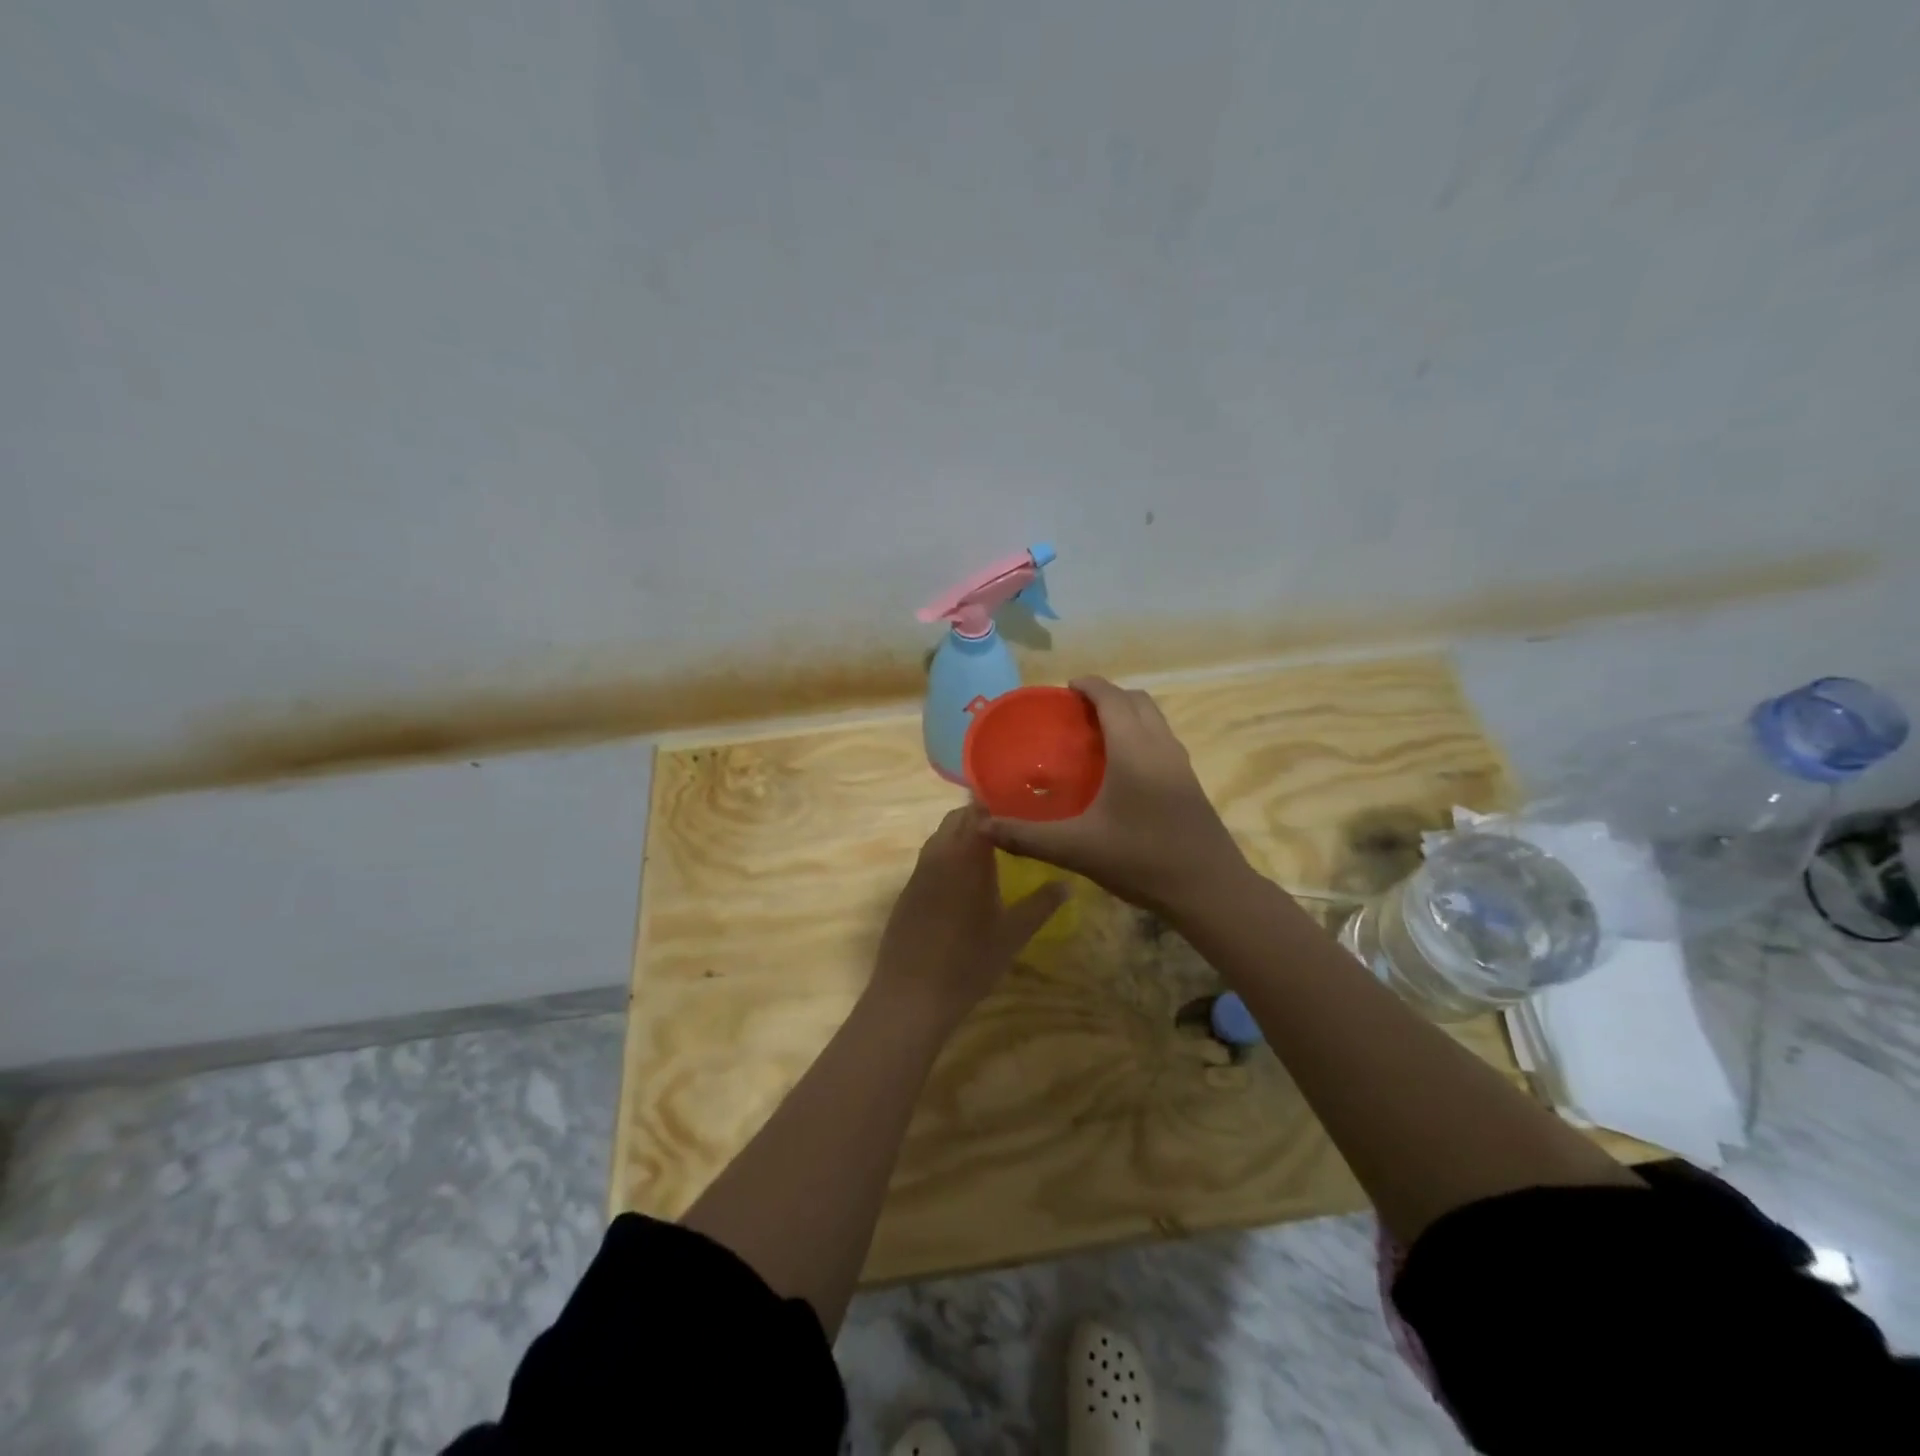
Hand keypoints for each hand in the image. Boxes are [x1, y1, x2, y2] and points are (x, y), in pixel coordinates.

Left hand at [870, 806, 1069, 1030]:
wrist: (911, 995)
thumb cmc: (969, 963)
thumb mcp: (1013, 935)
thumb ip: (1041, 904)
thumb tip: (1068, 883)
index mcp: (966, 857)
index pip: (979, 812)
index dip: (998, 804)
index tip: (1020, 806)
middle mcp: (939, 855)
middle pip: (957, 819)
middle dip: (980, 816)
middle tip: (1010, 827)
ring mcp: (919, 873)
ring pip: (940, 837)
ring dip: (961, 835)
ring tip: (990, 849)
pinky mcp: (907, 891)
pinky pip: (929, 859)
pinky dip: (947, 856)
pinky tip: (963, 879)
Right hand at [983, 677, 1249, 918]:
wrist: (1209, 889)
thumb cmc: (1141, 859)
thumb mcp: (1076, 849)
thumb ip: (1027, 836)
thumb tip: (982, 825)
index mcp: (1133, 748)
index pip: (1111, 697)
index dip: (1088, 685)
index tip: (1064, 689)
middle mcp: (1160, 745)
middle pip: (1136, 700)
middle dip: (1107, 696)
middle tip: (1075, 714)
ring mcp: (1180, 763)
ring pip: (1154, 719)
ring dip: (1127, 714)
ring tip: (1095, 737)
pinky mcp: (1190, 782)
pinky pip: (1162, 740)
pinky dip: (1140, 735)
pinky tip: (1121, 771)